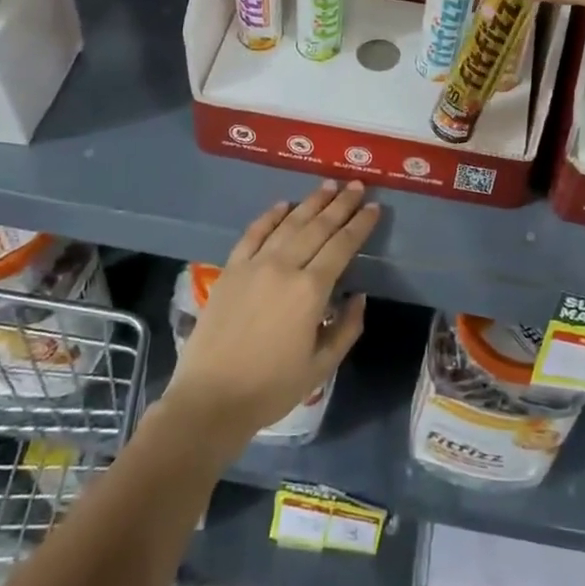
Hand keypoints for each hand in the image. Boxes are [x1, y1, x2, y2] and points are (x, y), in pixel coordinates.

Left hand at [164, 181, 377, 455]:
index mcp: (311, 290)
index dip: (360, 224)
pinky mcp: (231, 269)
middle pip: (318, 227)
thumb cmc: (271, 388)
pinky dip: (270, 216)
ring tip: (328, 186)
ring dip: (311, 202)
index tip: (374, 207)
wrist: (210, 399)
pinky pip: (253, 233)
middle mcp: (284, 267)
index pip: (342, 246)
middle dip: (341, 204)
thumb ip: (346, 328)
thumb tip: (358, 296)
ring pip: (289, 223)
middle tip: (357, 185)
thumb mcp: (321, 366)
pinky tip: (283, 205)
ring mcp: (254, 264)